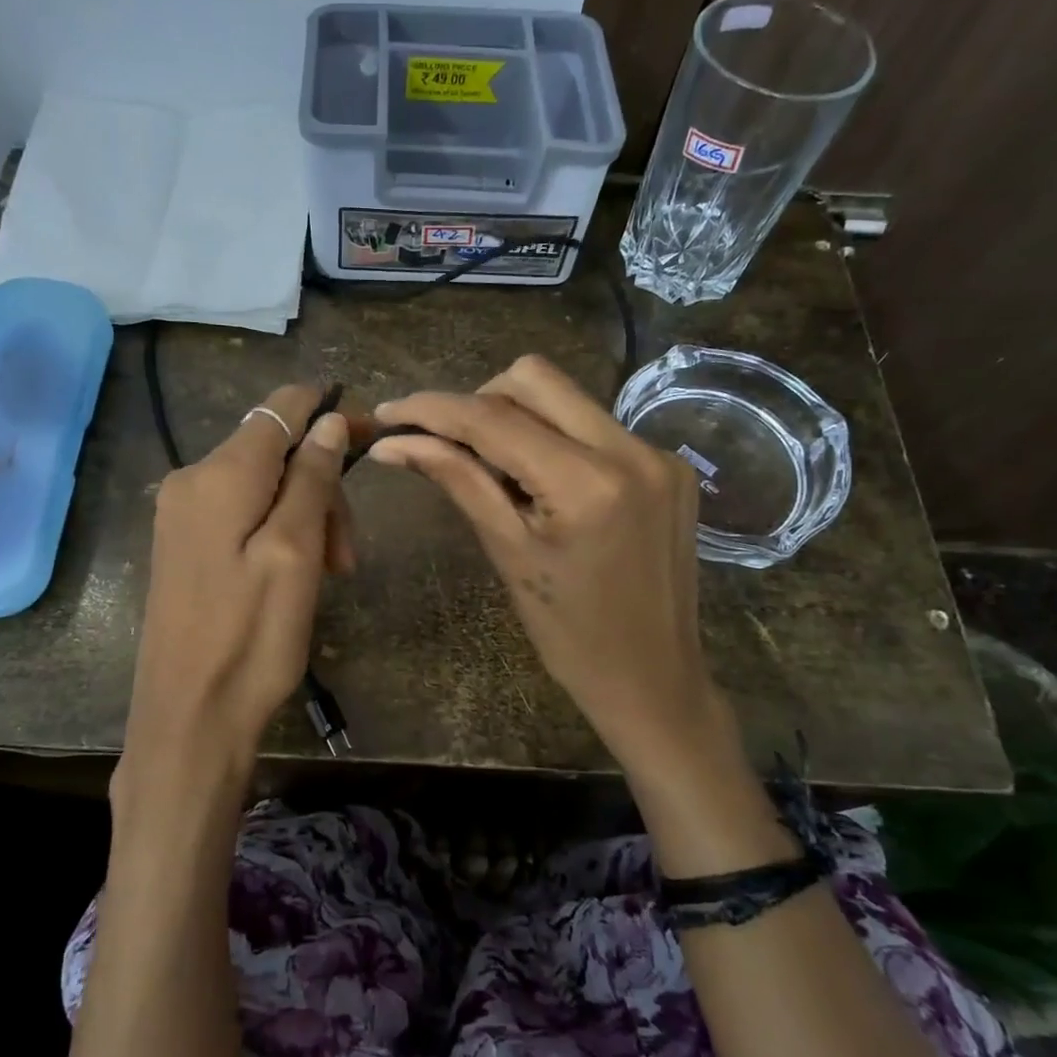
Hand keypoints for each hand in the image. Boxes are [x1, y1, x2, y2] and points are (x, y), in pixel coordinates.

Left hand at [118, 385, 351, 810]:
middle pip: (276, 451)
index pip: (281, 407)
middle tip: (347, 555)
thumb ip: (311, 479)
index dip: (330, 413)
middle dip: (322, 487)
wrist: (188, 718)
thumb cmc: (251, 639)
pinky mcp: (184, 543)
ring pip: (264, 484)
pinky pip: (243, 513)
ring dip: (306, 516)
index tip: (373, 438)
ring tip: (330, 573)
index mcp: (219, 474)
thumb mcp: (295, 554)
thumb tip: (329, 420)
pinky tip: (297, 573)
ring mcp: (182, 513)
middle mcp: (191, 479)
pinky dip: (279, 531)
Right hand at [368, 356, 729, 782]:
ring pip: (566, 396)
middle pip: (534, 378)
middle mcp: (630, 449)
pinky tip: (542, 482)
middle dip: (478, 401)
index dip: (432, 409)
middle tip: (447, 444)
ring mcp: (657, 452)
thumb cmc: (569, 634)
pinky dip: (555, 438)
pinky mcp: (669, 464)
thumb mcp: (507, 552)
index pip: (493, 419)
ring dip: (517, 417)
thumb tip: (394, 443)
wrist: (653, 677)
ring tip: (493, 467)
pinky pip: (595, 424)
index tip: (388, 413)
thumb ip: (457, 480)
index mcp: (586, 483)